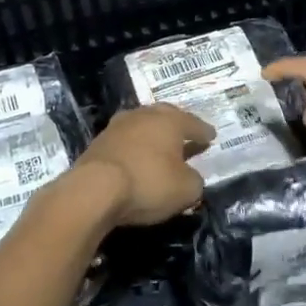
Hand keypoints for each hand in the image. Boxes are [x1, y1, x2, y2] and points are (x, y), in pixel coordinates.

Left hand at [69, 104, 215, 228]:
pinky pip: (125, 141)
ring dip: (152, 135)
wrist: (94, 189)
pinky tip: (136, 157)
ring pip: (142, 125)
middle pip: (165, 116)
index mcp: (170, 121)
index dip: (204, 132)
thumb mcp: (186, 190)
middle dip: (177, 126)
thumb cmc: (148, 183)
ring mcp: (118, 126)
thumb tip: (191, 177)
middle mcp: (144, 115)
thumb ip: (194, 181)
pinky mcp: (98, 142)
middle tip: (186, 135)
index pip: (193, 124)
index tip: (211, 137)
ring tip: (160, 146)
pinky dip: (134, 147)